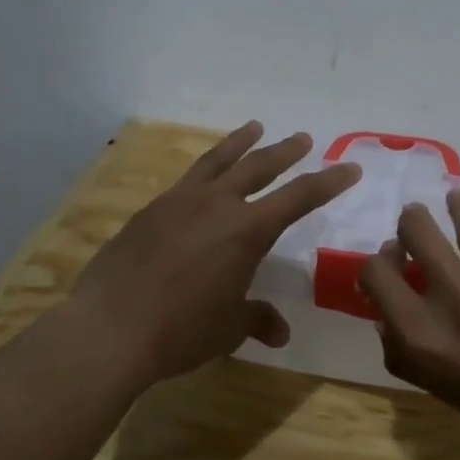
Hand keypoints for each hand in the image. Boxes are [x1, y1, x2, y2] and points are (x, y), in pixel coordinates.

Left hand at [66, 122, 361, 388]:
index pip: (299, 197)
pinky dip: (203, 170)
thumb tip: (280, 331)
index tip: (350, 168)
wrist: (110, 328)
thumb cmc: (181, 330)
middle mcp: (216, 205)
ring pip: (217, 161)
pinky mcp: (149, 211)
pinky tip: (202, 177)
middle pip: (259, 167)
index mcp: (247, 231)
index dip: (328, 182)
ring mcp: (178, 203)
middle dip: (285, 152)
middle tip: (302, 138)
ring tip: (253, 128)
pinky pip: (185, 180)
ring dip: (239, 143)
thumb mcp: (228, 328)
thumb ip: (256, 319)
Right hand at [359, 189, 459, 459]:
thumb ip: (404, 351)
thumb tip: (387, 314)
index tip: (394, 261)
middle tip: (418, 223)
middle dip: (412, 222)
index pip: (375, 272)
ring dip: (458, 206)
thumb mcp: (439, 388)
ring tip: (457, 199)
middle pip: (415, 228)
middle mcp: (452, 291)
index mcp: (420, 329)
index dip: (378, 262)